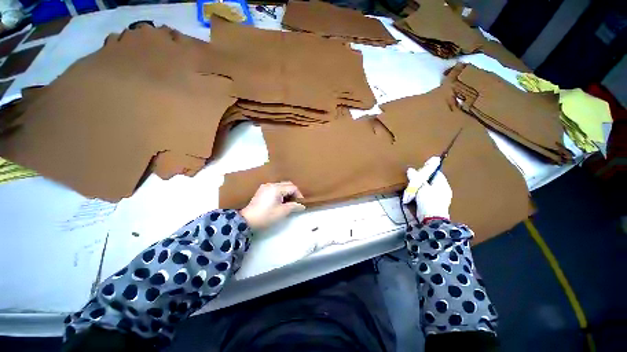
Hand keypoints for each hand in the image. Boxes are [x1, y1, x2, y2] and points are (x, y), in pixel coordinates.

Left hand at [240, 182, 305, 229]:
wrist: (247, 220)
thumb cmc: (266, 215)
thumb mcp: (282, 212)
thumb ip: (294, 206)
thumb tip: (302, 205)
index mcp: (277, 188)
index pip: (293, 187)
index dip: (299, 195)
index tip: (300, 203)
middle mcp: (271, 184)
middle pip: (287, 184)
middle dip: (293, 192)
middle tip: (295, 202)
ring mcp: (265, 186)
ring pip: (281, 185)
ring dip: (287, 192)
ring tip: (288, 202)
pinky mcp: (262, 190)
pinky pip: (275, 188)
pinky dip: (280, 192)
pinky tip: (280, 200)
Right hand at [403, 157, 451, 221]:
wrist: (431, 219)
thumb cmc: (429, 201)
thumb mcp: (421, 187)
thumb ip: (416, 178)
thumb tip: (410, 169)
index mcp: (443, 184)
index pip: (436, 173)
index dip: (427, 170)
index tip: (418, 171)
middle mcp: (442, 190)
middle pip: (431, 180)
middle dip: (421, 180)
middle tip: (413, 181)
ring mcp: (438, 198)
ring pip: (427, 188)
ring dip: (419, 188)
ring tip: (412, 189)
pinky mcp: (433, 204)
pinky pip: (425, 196)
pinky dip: (419, 195)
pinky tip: (414, 196)